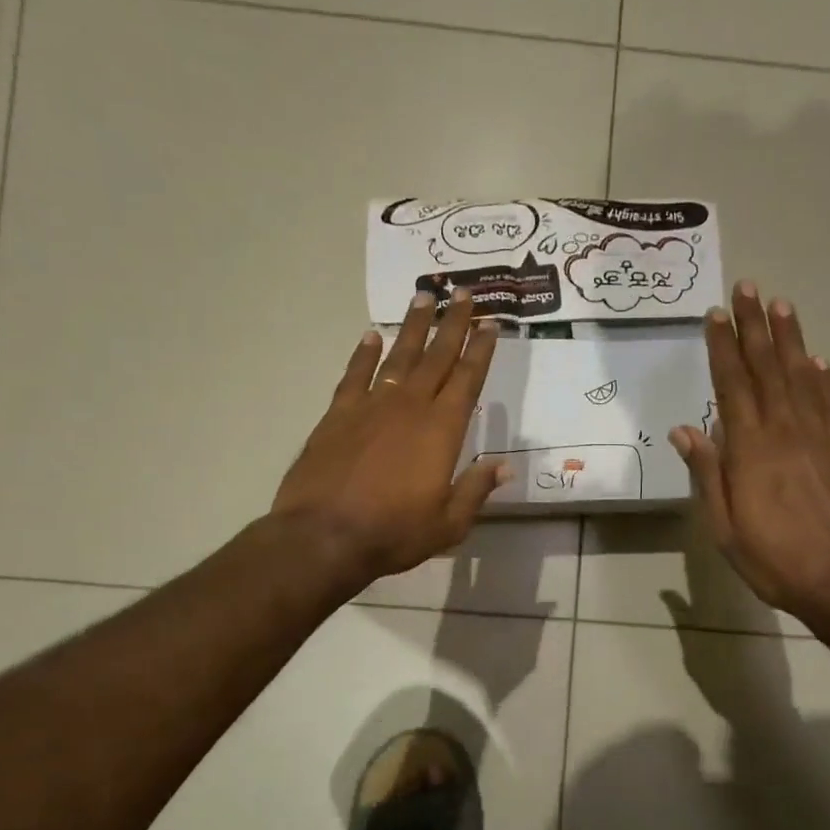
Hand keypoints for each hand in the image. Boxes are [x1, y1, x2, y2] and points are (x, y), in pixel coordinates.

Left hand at [273, 288, 506, 589]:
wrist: (325, 536)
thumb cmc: (394, 532)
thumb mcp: (449, 523)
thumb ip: (476, 489)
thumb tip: (505, 465)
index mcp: (441, 431)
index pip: (467, 380)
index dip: (480, 350)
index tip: (491, 324)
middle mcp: (409, 407)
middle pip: (436, 357)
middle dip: (453, 324)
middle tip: (464, 294)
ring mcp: (370, 406)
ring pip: (398, 356)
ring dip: (413, 327)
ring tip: (424, 298)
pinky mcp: (338, 415)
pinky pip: (355, 375)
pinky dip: (364, 354)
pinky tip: (372, 336)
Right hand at [669, 282, 829, 645]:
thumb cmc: (777, 561)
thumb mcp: (725, 529)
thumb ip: (708, 475)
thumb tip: (685, 429)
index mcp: (751, 450)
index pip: (732, 386)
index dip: (723, 348)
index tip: (715, 314)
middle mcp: (786, 430)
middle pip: (767, 369)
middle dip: (755, 327)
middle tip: (747, 287)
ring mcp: (822, 437)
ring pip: (802, 376)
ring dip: (790, 338)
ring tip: (781, 304)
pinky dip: (823, 376)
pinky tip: (816, 358)